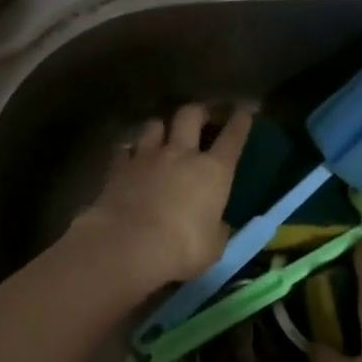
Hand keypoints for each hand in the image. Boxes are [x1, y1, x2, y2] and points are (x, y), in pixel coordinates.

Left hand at [73, 103, 251, 296]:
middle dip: (197, 112)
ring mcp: (147, 156)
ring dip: (160, 128)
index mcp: (213, 171)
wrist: (128, 245)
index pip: (232, 137)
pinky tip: (130, 158)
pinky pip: (125, 149)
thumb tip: (218, 224)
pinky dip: (130, 151)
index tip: (243, 112)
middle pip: (190, 115)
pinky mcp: (118, 166)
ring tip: (160, 136)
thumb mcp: (212, 247)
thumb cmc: (181, 249)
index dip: (240, 122)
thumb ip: (217, 230)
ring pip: (154, 124)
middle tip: (200, 117)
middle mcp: (180, 154)